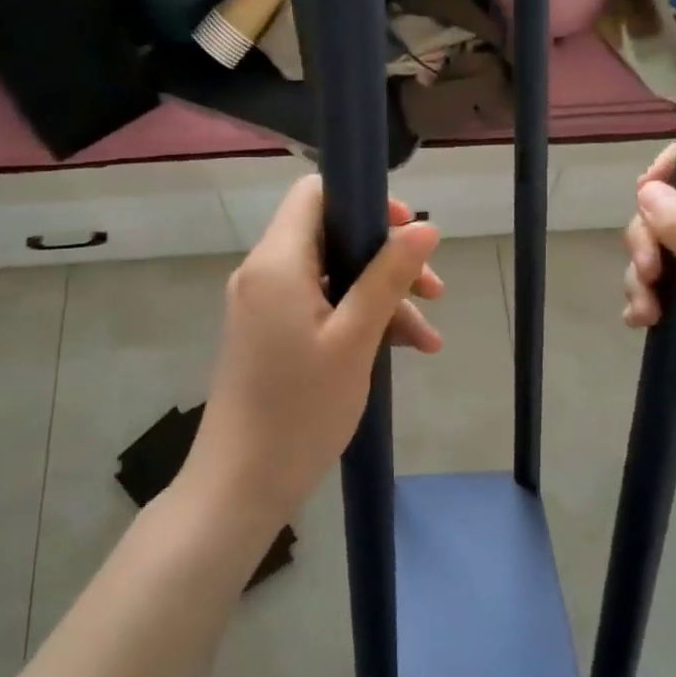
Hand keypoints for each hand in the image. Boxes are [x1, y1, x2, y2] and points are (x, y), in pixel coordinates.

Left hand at [192, 176, 442, 526]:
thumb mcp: (355, 339)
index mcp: (277, 262)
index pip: (315, 193)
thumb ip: (388, 277)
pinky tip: (401, 350)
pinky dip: (358, 321)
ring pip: (332, 277)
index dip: (365, 201)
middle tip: (434, 292)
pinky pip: (319, 308)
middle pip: (331, 237)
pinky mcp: (269, 334)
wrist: (241, 483)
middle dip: (387, 260)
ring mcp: (264, 305)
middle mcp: (264, 273)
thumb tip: (424, 227)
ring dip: (381, 298)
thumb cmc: (301, 409)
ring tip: (427, 341)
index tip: (407, 231)